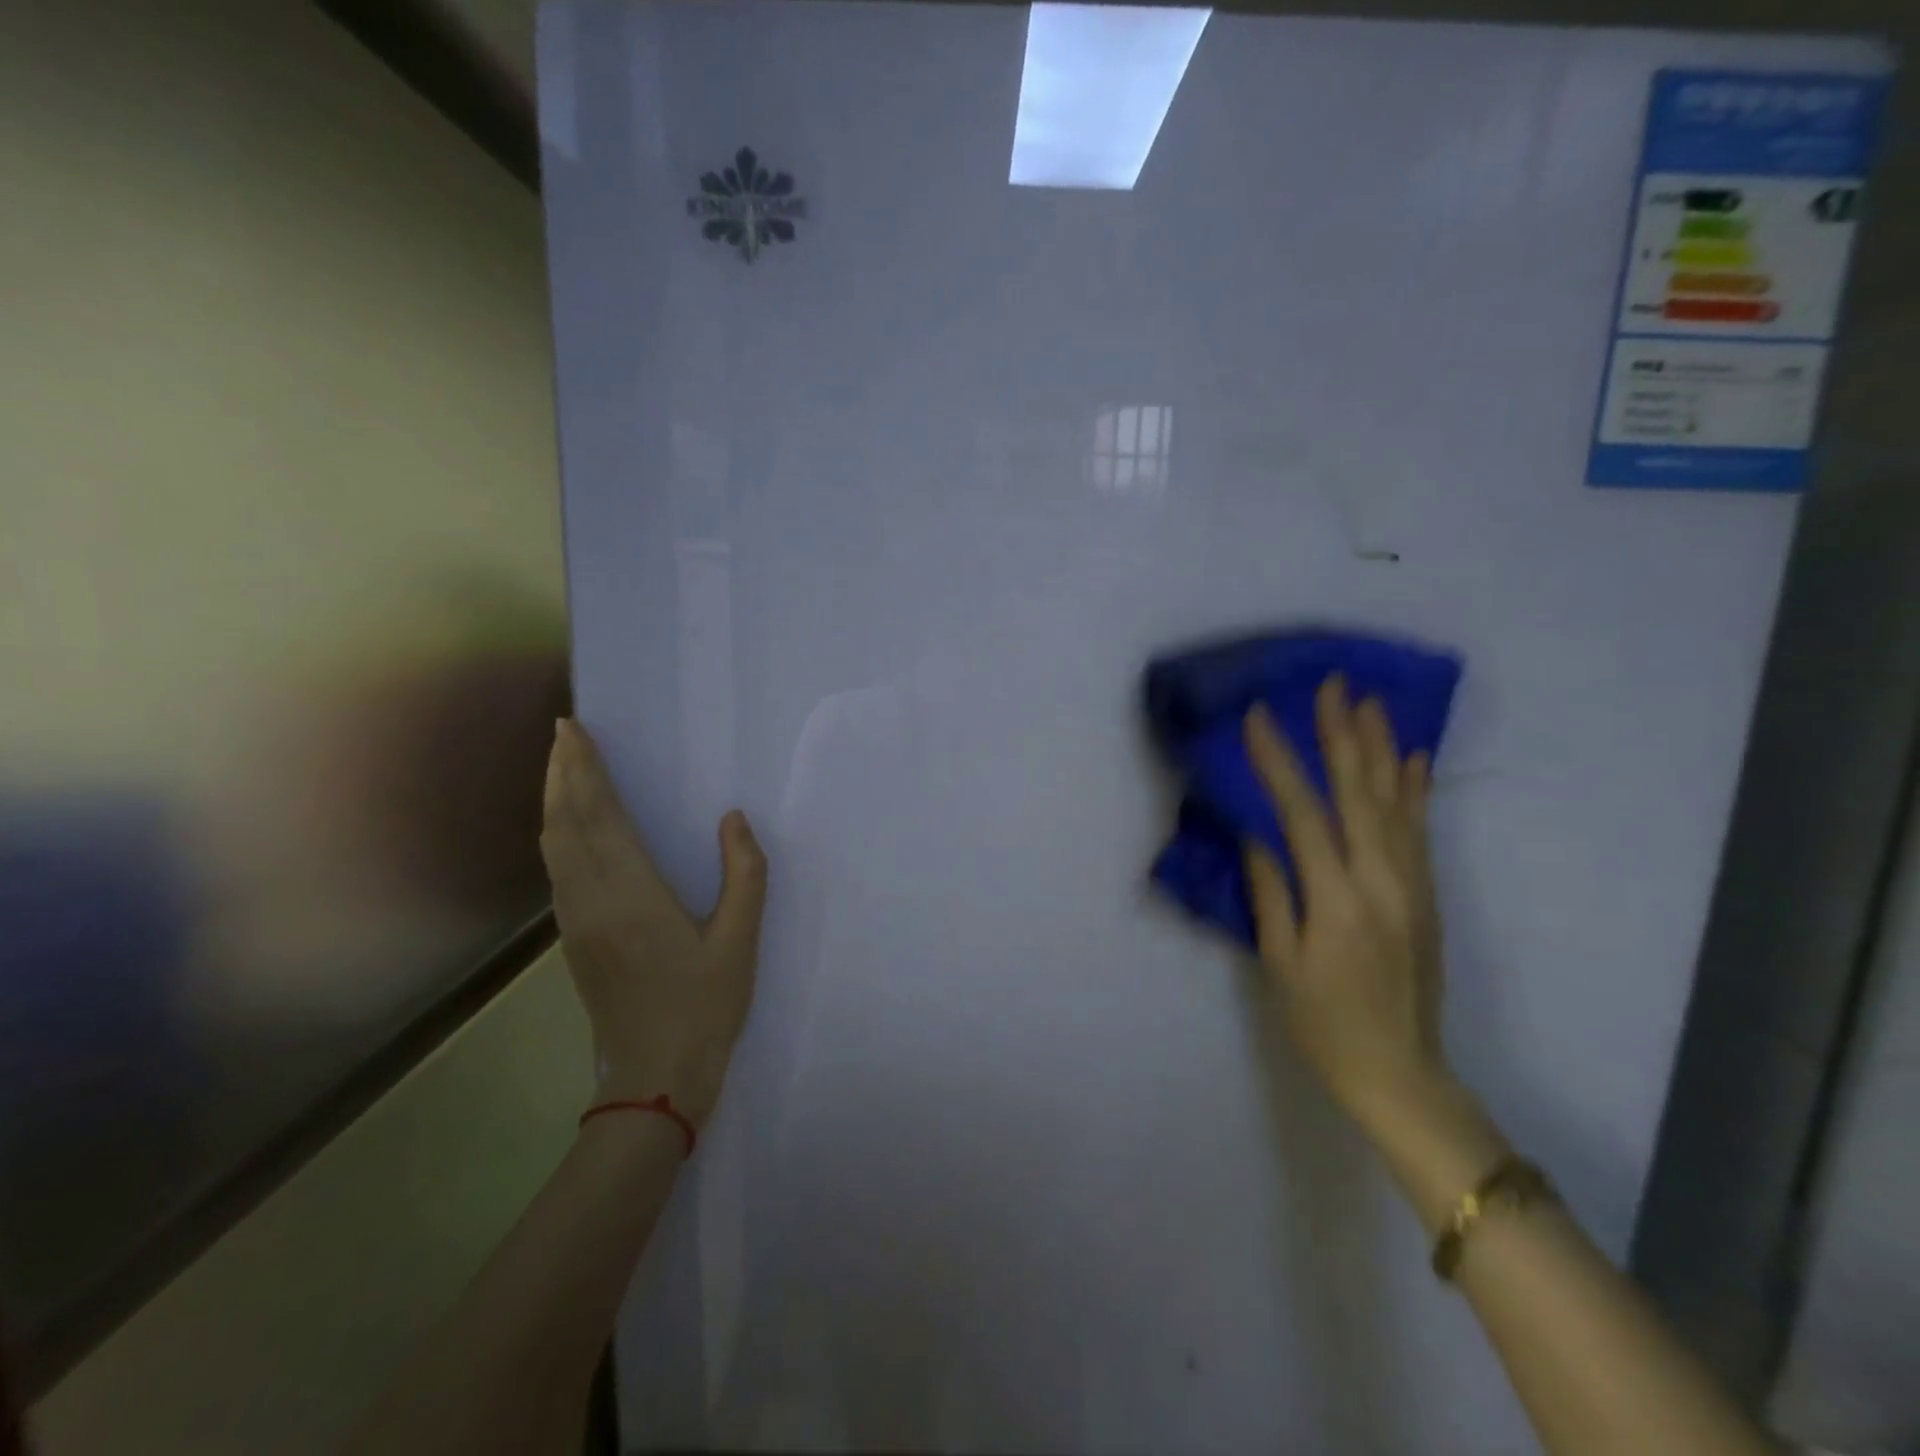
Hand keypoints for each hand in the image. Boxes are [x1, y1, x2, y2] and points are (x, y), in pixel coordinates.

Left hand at [539, 719, 766, 1125]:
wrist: (653, 1079)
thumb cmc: (704, 1007)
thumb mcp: (740, 940)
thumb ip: (743, 874)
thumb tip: (733, 818)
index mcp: (631, 895)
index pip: (598, 816)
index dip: (585, 770)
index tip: (574, 729)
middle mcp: (591, 900)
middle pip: (565, 823)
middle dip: (562, 773)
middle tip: (564, 732)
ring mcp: (575, 922)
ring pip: (553, 847)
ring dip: (555, 800)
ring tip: (563, 767)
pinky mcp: (573, 939)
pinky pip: (557, 870)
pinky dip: (558, 833)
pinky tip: (569, 827)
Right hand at [1241, 677, 1449, 1129]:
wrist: (1401, 1072)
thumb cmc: (1323, 1022)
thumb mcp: (1279, 962)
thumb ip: (1271, 891)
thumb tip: (1256, 833)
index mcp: (1336, 898)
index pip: (1302, 812)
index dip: (1278, 761)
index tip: (1258, 717)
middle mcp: (1381, 879)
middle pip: (1359, 792)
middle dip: (1342, 734)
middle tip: (1332, 685)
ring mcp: (1412, 884)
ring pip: (1396, 801)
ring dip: (1382, 747)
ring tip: (1371, 701)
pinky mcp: (1427, 894)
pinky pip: (1420, 829)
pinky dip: (1415, 788)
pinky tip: (1412, 757)